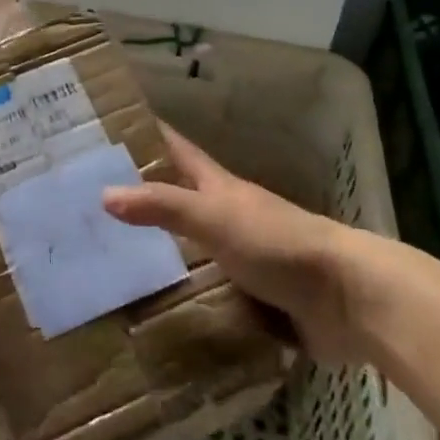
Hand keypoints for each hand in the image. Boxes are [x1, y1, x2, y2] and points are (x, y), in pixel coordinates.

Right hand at [103, 124, 366, 362]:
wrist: (347, 297)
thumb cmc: (277, 243)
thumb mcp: (214, 218)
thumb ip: (163, 206)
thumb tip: (105, 194)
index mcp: (220, 187)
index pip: (177, 150)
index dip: (148, 135)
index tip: (109, 126)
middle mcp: (229, 216)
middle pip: (180, 198)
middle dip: (143, 197)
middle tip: (92, 204)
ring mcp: (243, 257)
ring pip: (192, 248)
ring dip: (160, 253)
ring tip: (110, 264)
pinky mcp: (254, 297)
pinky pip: (208, 293)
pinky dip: (184, 298)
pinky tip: (154, 313)